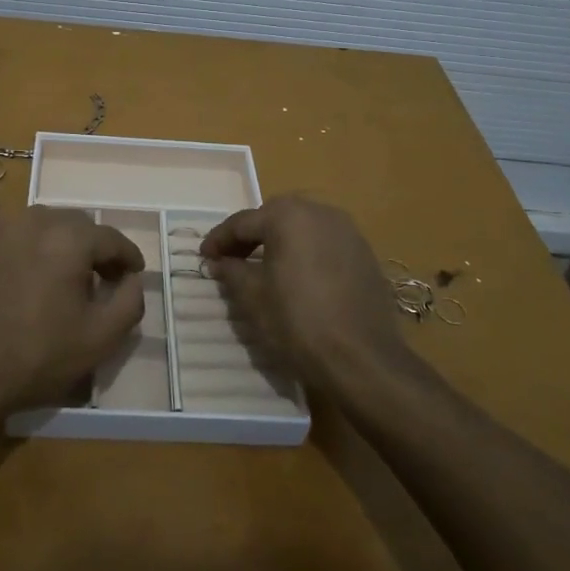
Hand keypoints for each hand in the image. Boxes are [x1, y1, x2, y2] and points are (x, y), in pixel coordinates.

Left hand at [0, 206, 146, 418]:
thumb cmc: (34, 356)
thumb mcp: (98, 339)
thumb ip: (129, 303)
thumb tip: (133, 280)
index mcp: (68, 237)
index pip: (111, 238)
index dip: (128, 257)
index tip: (134, 274)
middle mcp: (34, 220)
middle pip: (78, 225)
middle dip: (95, 248)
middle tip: (102, 278)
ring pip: (45, 226)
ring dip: (62, 245)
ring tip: (65, 278)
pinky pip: (16, 236)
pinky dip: (31, 249)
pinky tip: (29, 280)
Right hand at [200, 195, 407, 395]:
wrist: (363, 359)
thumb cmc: (299, 322)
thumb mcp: (253, 297)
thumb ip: (232, 271)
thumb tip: (220, 261)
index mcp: (288, 216)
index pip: (243, 222)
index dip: (219, 240)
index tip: (204, 257)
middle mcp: (320, 212)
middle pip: (274, 216)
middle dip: (251, 235)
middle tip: (232, 259)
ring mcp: (347, 230)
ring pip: (302, 226)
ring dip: (280, 240)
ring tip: (263, 267)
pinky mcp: (365, 252)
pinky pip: (325, 242)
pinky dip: (305, 251)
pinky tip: (298, 277)